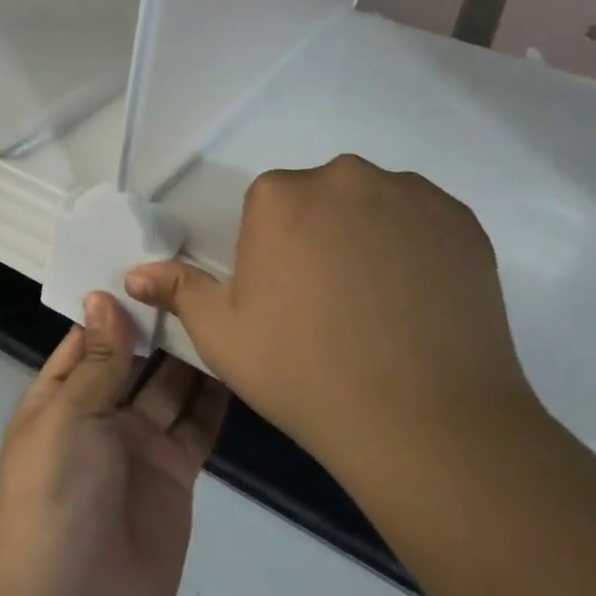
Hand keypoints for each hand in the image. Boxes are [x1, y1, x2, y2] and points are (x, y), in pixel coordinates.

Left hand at [0, 296, 229, 595]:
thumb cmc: (56, 498)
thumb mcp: (68, 418)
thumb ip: (97, 360)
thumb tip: (103, 296)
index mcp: (58, 398)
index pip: (86, 338)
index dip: (113, 305)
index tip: (147, 261)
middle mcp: (98, 415)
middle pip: (132, 358)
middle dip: (157, 324)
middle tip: (196, 273)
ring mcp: (138, 445)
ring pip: (169, 386)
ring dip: (189, 354)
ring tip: (220, 305)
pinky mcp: (176, 474)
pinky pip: (197, 425)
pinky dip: (214, 396)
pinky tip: (235, 358)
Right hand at [125, 154, 540, 492]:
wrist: (423, 420)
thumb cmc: (304, 372)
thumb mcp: (223, 336)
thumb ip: (178, 291)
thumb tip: (134, 273)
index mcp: (279, 195)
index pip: (268, 209)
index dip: (275, 255)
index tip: (289, 301)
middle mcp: (343, 176)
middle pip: (322, 198)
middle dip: (321, 237)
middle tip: (333, 305)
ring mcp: (409, 193)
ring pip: (374, 205)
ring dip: (370, 237)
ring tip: (382, 306)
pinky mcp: (461, 219)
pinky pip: (424, 222)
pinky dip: (417, 248)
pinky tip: (420, 301)